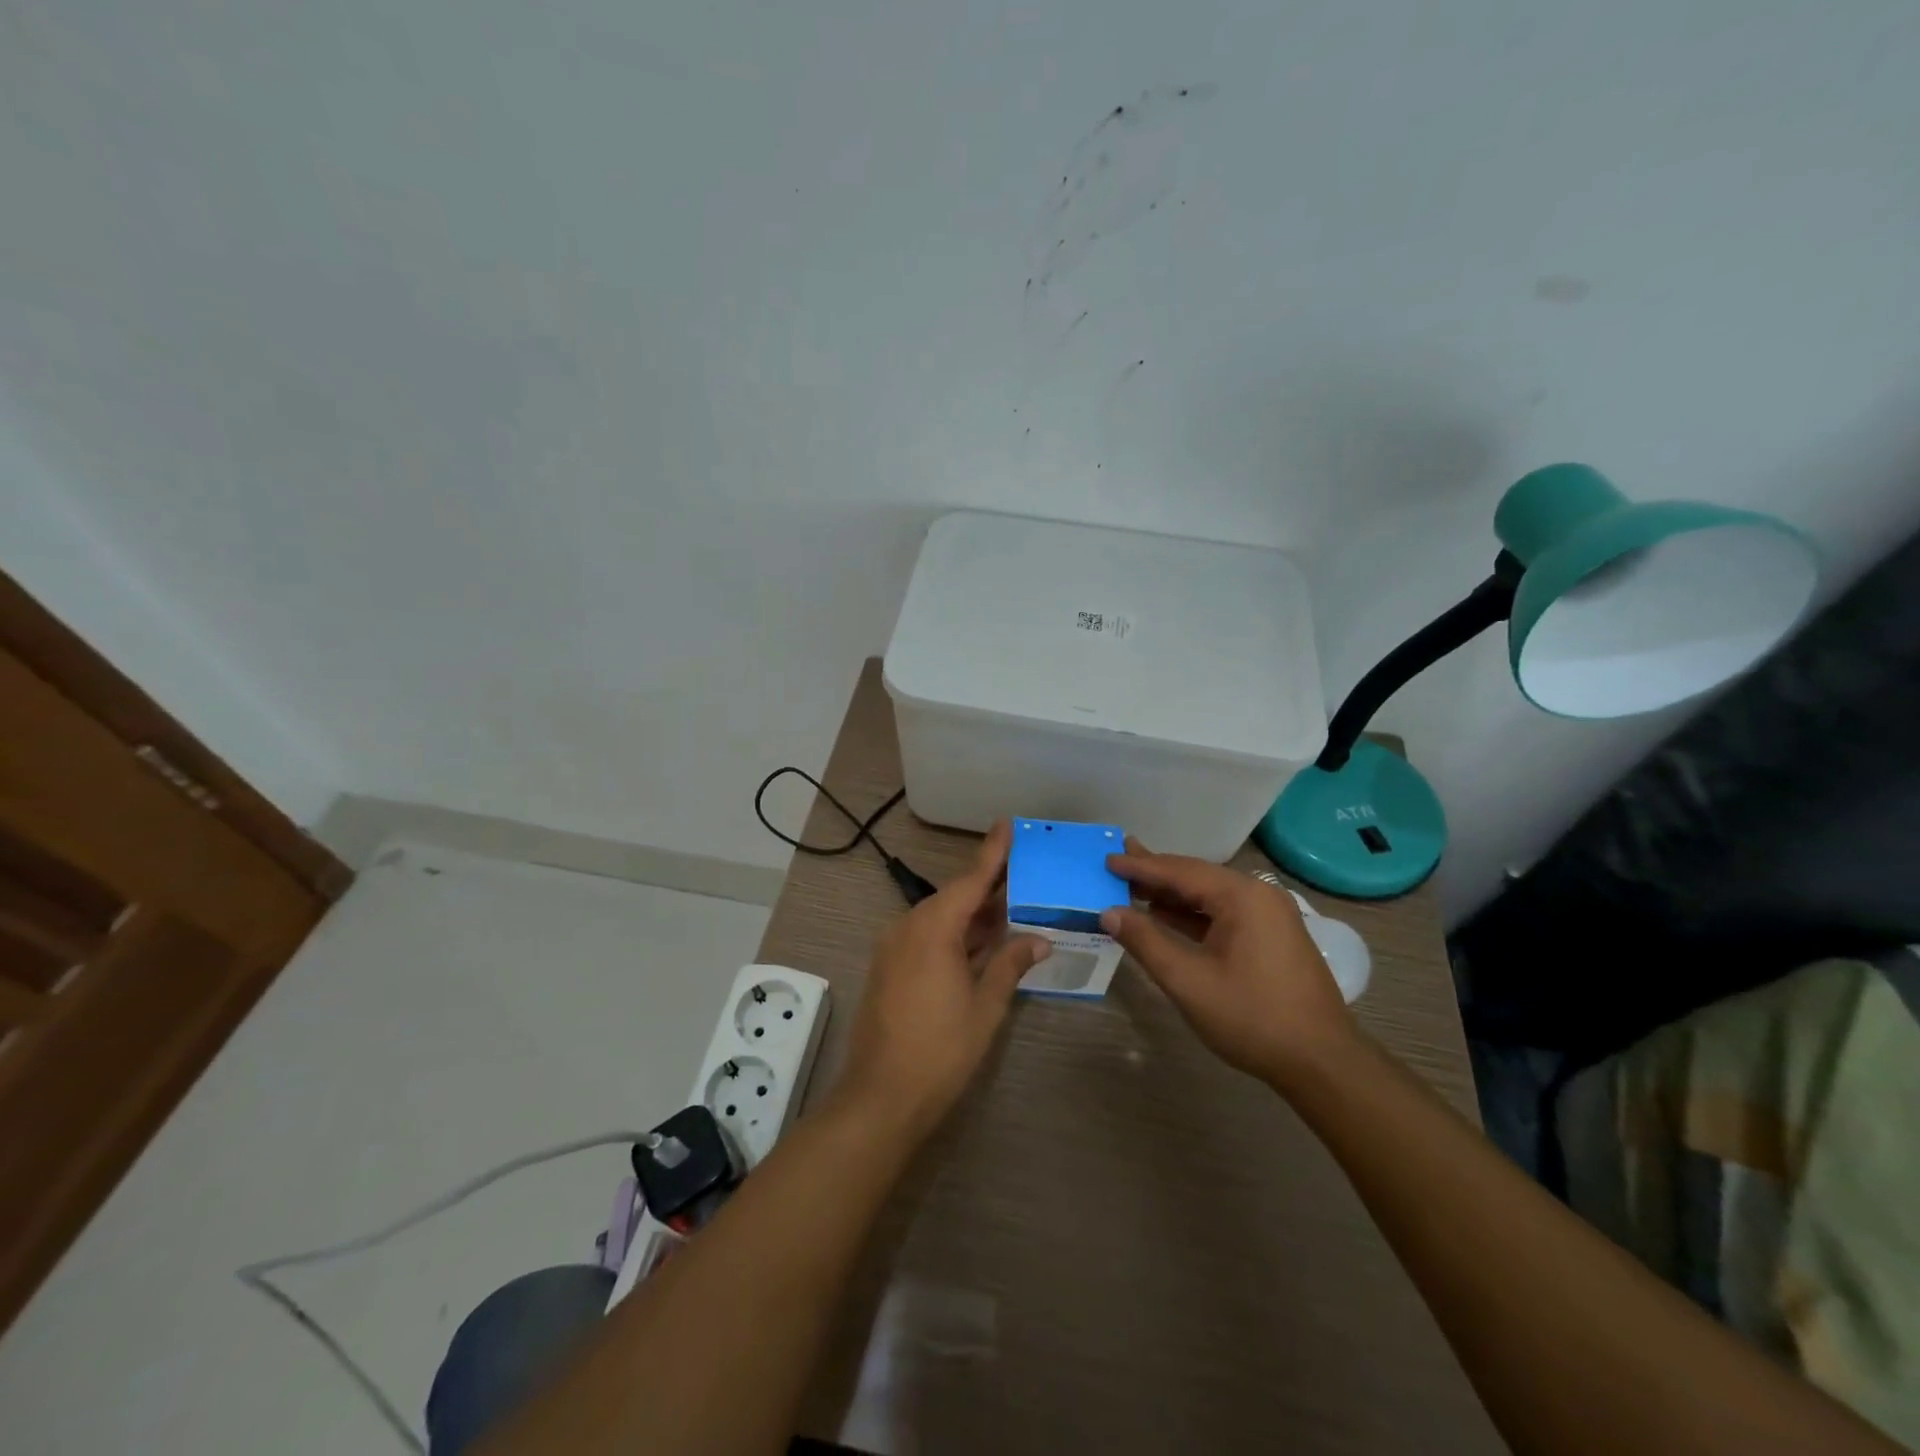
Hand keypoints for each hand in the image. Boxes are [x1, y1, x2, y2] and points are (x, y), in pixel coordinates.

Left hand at [835, 820, 1050, 1141]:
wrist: (880, 1097)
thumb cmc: (940, 1050)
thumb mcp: (985, 1007)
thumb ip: (1010, 965)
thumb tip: (1039, 940)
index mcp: (933, 929)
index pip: (970, 880)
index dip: (992, 853)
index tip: (1007, 824)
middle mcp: (909, 928)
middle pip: (955, 897)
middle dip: (989, 887)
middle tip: (1025, 874)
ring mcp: (895, 948)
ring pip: (941, 918)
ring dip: (974, 914)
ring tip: (1012, 906)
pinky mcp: (890, 968)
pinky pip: (928, 937)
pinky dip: (956, 934)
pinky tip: (982, 941)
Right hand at [1101, 839, 1355, 1085]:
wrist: (1322, 1063)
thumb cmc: (1252, 1018)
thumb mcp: (1188, 981)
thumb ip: (1146, 941)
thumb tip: (1109, 912)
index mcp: (1242, 896)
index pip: (1179, 871)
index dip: (1139, 866)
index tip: (1107, 858)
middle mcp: (1258, 895)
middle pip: (1195, 878)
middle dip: (1155, 873)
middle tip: (1118, 861)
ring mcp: (1269, 916)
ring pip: (1209, 896)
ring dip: (1171, 896)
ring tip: (1133, 887)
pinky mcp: (1272, 937)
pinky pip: (1223, 914)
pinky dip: (1192, 914)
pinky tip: (1166, 918)